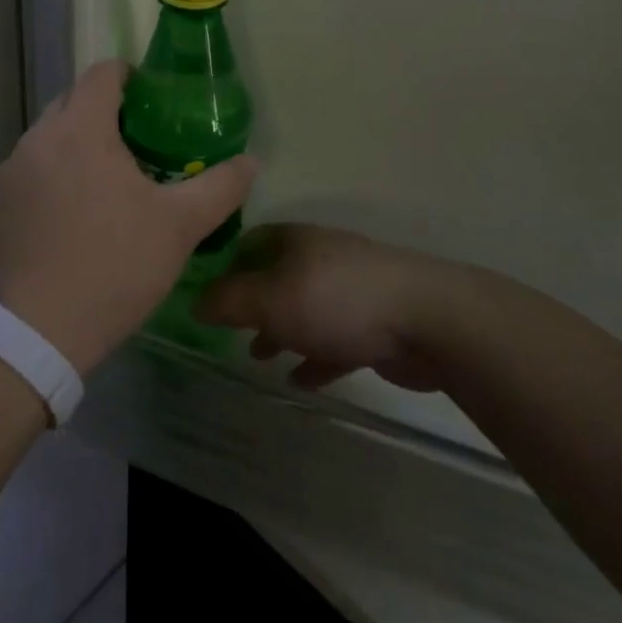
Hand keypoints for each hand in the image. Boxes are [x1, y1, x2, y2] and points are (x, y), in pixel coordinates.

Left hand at [0, 59, 258, 375]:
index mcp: (80, 128)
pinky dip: (51, 177)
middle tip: (136, 144)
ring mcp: (9, 172)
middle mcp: (37, 138)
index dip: (130, 76)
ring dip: (75, 146)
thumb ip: (220, 187)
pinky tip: (70, 219)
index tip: (152, 102)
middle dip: (103, 111)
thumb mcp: (179, 226)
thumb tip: (251, 162)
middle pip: (72, 101)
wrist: (33, 334)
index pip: (102, 73)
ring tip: (104, 184)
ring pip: (48, 138)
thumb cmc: (113, 265)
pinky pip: (29, 172)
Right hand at [194, 224, 465, 391]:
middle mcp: (320, 258)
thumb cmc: (338, 300)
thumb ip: (230, 301)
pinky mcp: (373, 324)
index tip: (206, 297)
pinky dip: (315, 357)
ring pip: (304, 309)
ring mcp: (350, 290)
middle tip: (230, 333)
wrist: (427, 320)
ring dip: (282, 332)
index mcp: (295, 240)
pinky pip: (334, 340)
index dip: (226, 266)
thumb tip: (194, 300)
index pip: (250, 242)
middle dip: (253, 304)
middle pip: (276, 276)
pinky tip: (302, 382)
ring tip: (260, 359)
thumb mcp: (272, 299)